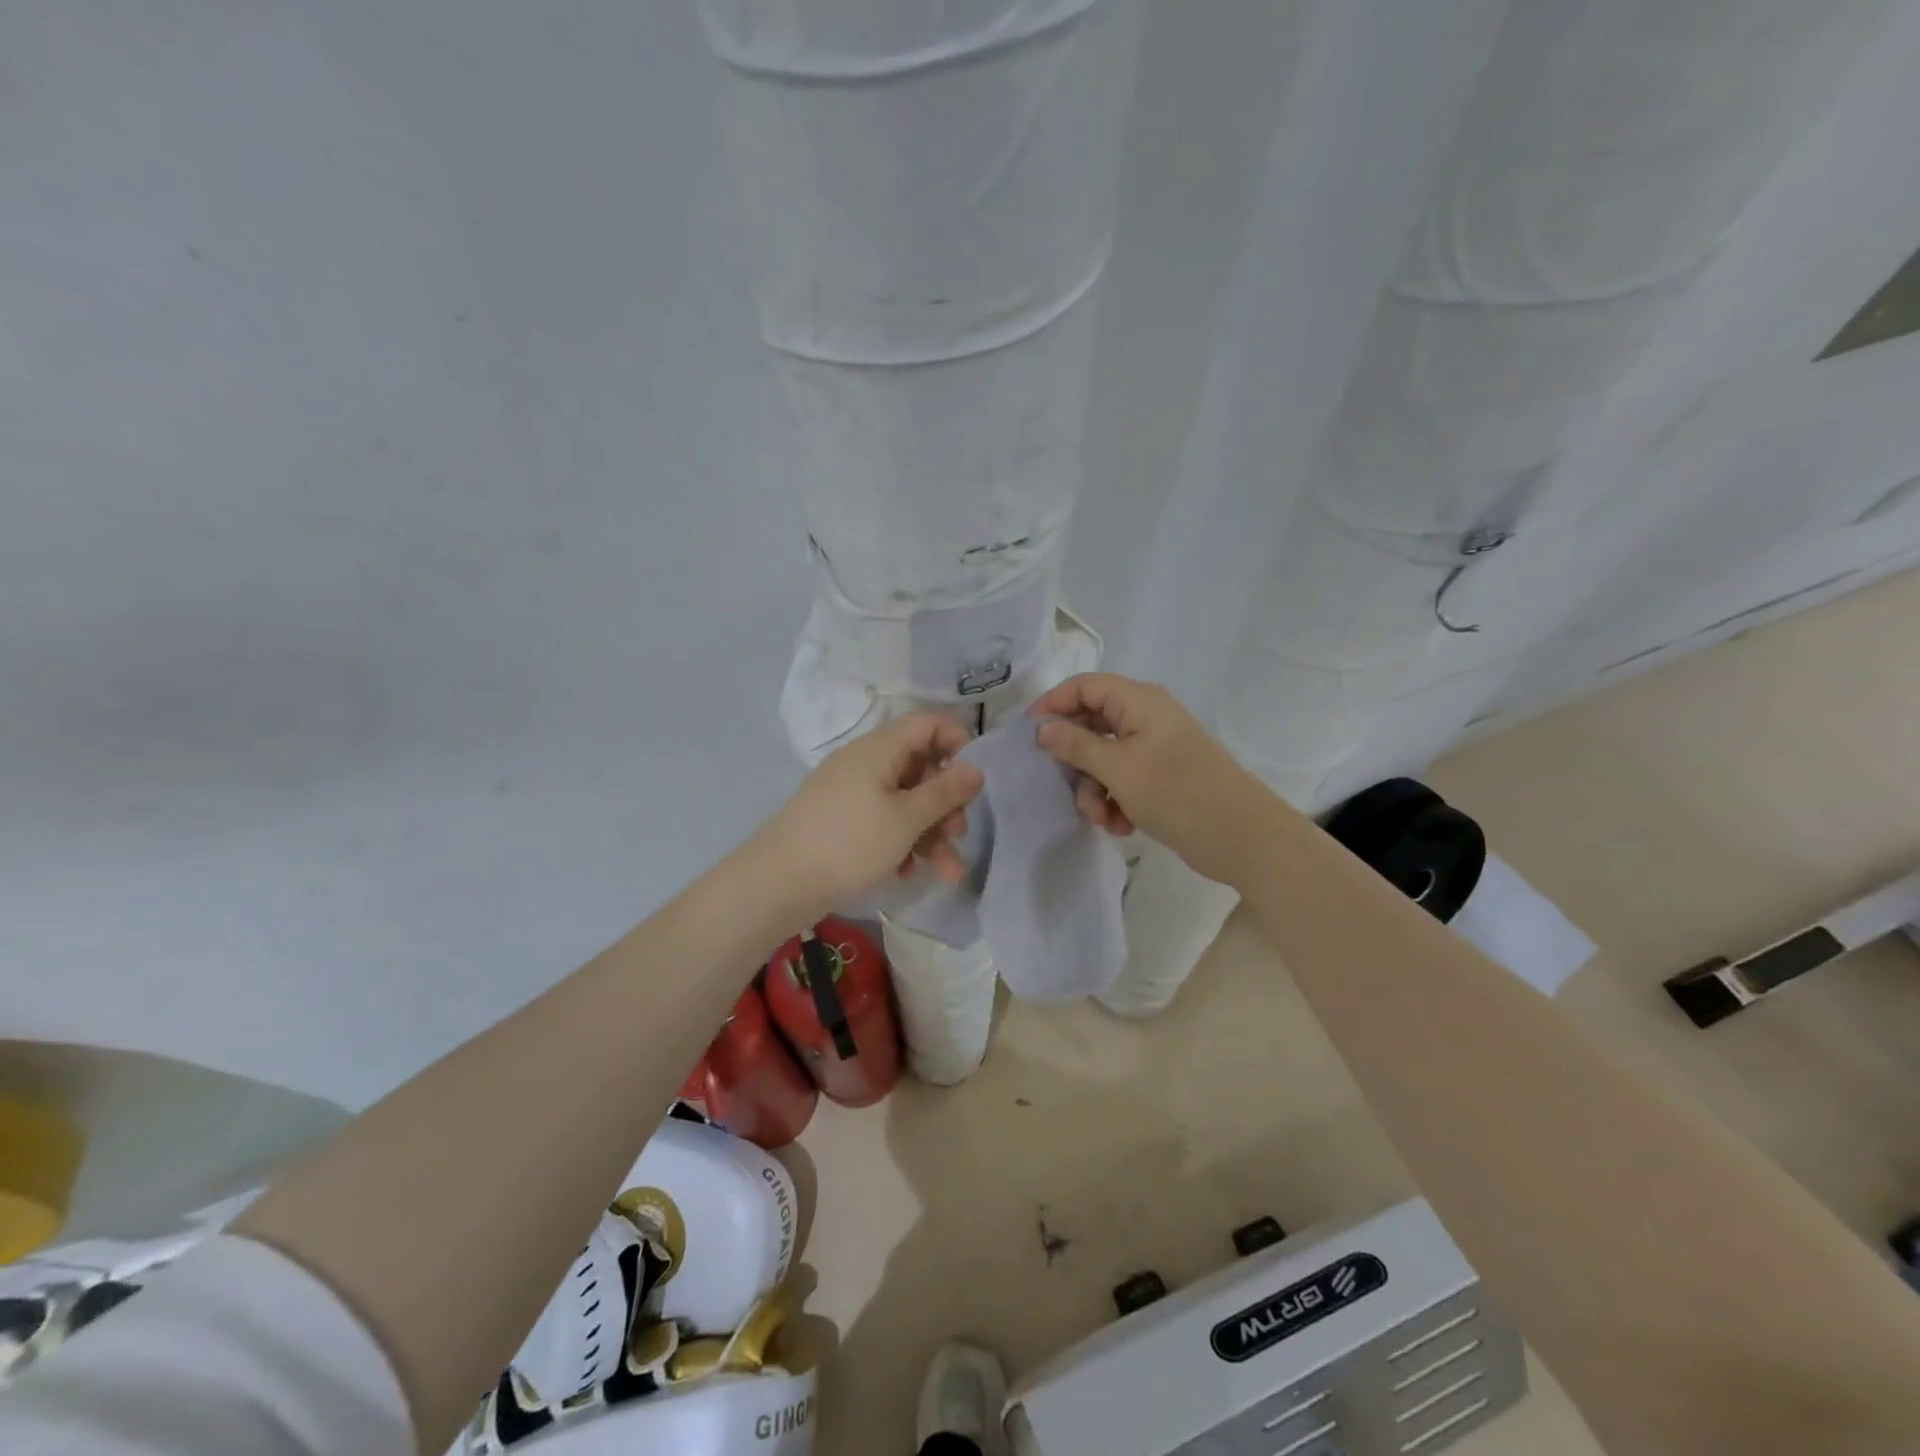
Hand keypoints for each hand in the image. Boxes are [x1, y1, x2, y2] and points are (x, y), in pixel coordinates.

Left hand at [757, 712, 983, 912]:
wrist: (778, 883)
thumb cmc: (849, 843)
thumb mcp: (906, 818)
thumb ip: (945, 792)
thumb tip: (976, 767)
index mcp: (880, 748)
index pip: (929, 724)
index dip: (959, 743)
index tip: (974, 780)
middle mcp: (866, 762)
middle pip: (921, 768)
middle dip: (946, 803)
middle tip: (959, 834)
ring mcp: (851, 791)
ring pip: (904, 801)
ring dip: (929, 833)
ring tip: (946, 873)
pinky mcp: (842, 820)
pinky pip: (883, 820)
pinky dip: (901, 842)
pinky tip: (906, 873)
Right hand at [1029, 673, 1270, 885]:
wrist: (1242, 837)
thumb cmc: (1177, 792)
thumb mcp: (1118, 769)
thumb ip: (1075, 746)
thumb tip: (1042, 729)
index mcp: (1139, 702)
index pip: (1084, 686)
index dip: (1053, 704)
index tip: (1029, 736)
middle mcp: (1146, 718)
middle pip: (1091, 725)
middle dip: (1076, 761)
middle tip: (1066, 786)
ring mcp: (1155, 749)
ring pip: (1104, 759)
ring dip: (1095, 790)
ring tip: (1103, 818)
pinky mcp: (1162, 777)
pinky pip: (1123, 780)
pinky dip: (1115, 801)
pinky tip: (1122, 826)